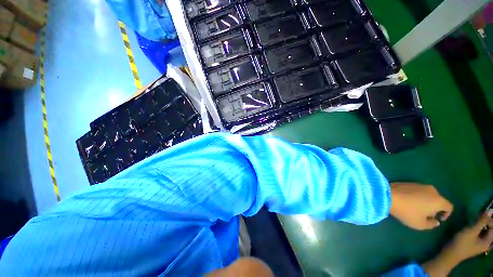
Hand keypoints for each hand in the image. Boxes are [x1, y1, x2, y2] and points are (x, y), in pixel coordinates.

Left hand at [390, 183, 452, 229]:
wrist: (388, 195)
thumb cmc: (407, 212)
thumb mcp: (420, 224)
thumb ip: (431, 224)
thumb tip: (436, 221)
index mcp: (439, 200)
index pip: (449, 207)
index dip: (447, 214)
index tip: (439, 219)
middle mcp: (432, 190)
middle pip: (439, 200)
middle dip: (435, 208)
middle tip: (425, 215)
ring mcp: (420, 184)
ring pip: (428, 195)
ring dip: (426, 202)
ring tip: (416, 209)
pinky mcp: (410, 182)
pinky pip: (418, 191)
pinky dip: (417, 197)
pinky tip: (408, 201)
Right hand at [447, 209, 492, 260]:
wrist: (450, 253)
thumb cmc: (462, 243)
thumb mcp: (472, 231)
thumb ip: (482, 221)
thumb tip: (491, 210)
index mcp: (488, 241)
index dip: (490, 219)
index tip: (482, 213)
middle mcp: (486, 242)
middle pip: (490, 229)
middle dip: (485, 222)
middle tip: (478, 216)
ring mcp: (479, 243)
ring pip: (484, 231)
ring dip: (481, 224)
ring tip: (474, 220)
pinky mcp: (474, 242)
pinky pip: (479, 233)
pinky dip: (477, 228)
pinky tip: (471, 227)